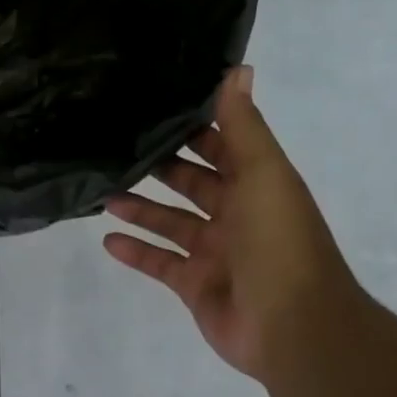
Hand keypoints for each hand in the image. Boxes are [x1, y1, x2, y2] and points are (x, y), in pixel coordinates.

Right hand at [104, 66, 364, 380]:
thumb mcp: (263, 173)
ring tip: (102, 192)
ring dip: (140, 208)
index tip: (155, 107)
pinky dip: (136, 252)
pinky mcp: (195, 285)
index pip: (223, 147)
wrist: (293, 327)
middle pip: (192, 184)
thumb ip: (243, 126)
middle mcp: (237, 215)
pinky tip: (106, 239)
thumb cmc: (278, 242)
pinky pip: (160, 263)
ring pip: (170, 222)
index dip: (195, 128)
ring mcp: (215, 253)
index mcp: (258, 185)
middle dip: (160, 166)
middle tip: (115, 147)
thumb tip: (237, 68)